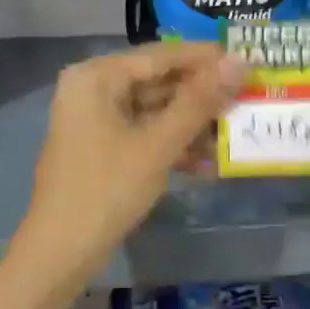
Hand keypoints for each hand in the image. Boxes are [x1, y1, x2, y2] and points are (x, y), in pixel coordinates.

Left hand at [9, 41, 245, 292]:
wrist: (59, 253)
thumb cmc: (107, 190)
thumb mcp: (158, 144)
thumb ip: (200, 101)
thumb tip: (241, 61)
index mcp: (97, 76)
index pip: (162, 55)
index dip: (207, 58)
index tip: (250, 61)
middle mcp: (93, 87)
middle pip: (159, 81)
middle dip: (202, 97)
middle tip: (247, 100)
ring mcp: (95, 118)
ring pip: (154, 109)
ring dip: (192, 125)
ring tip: (233, 136)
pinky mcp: (101, 145)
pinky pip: (143, 132)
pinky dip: (171, 144)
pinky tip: (206, 163)